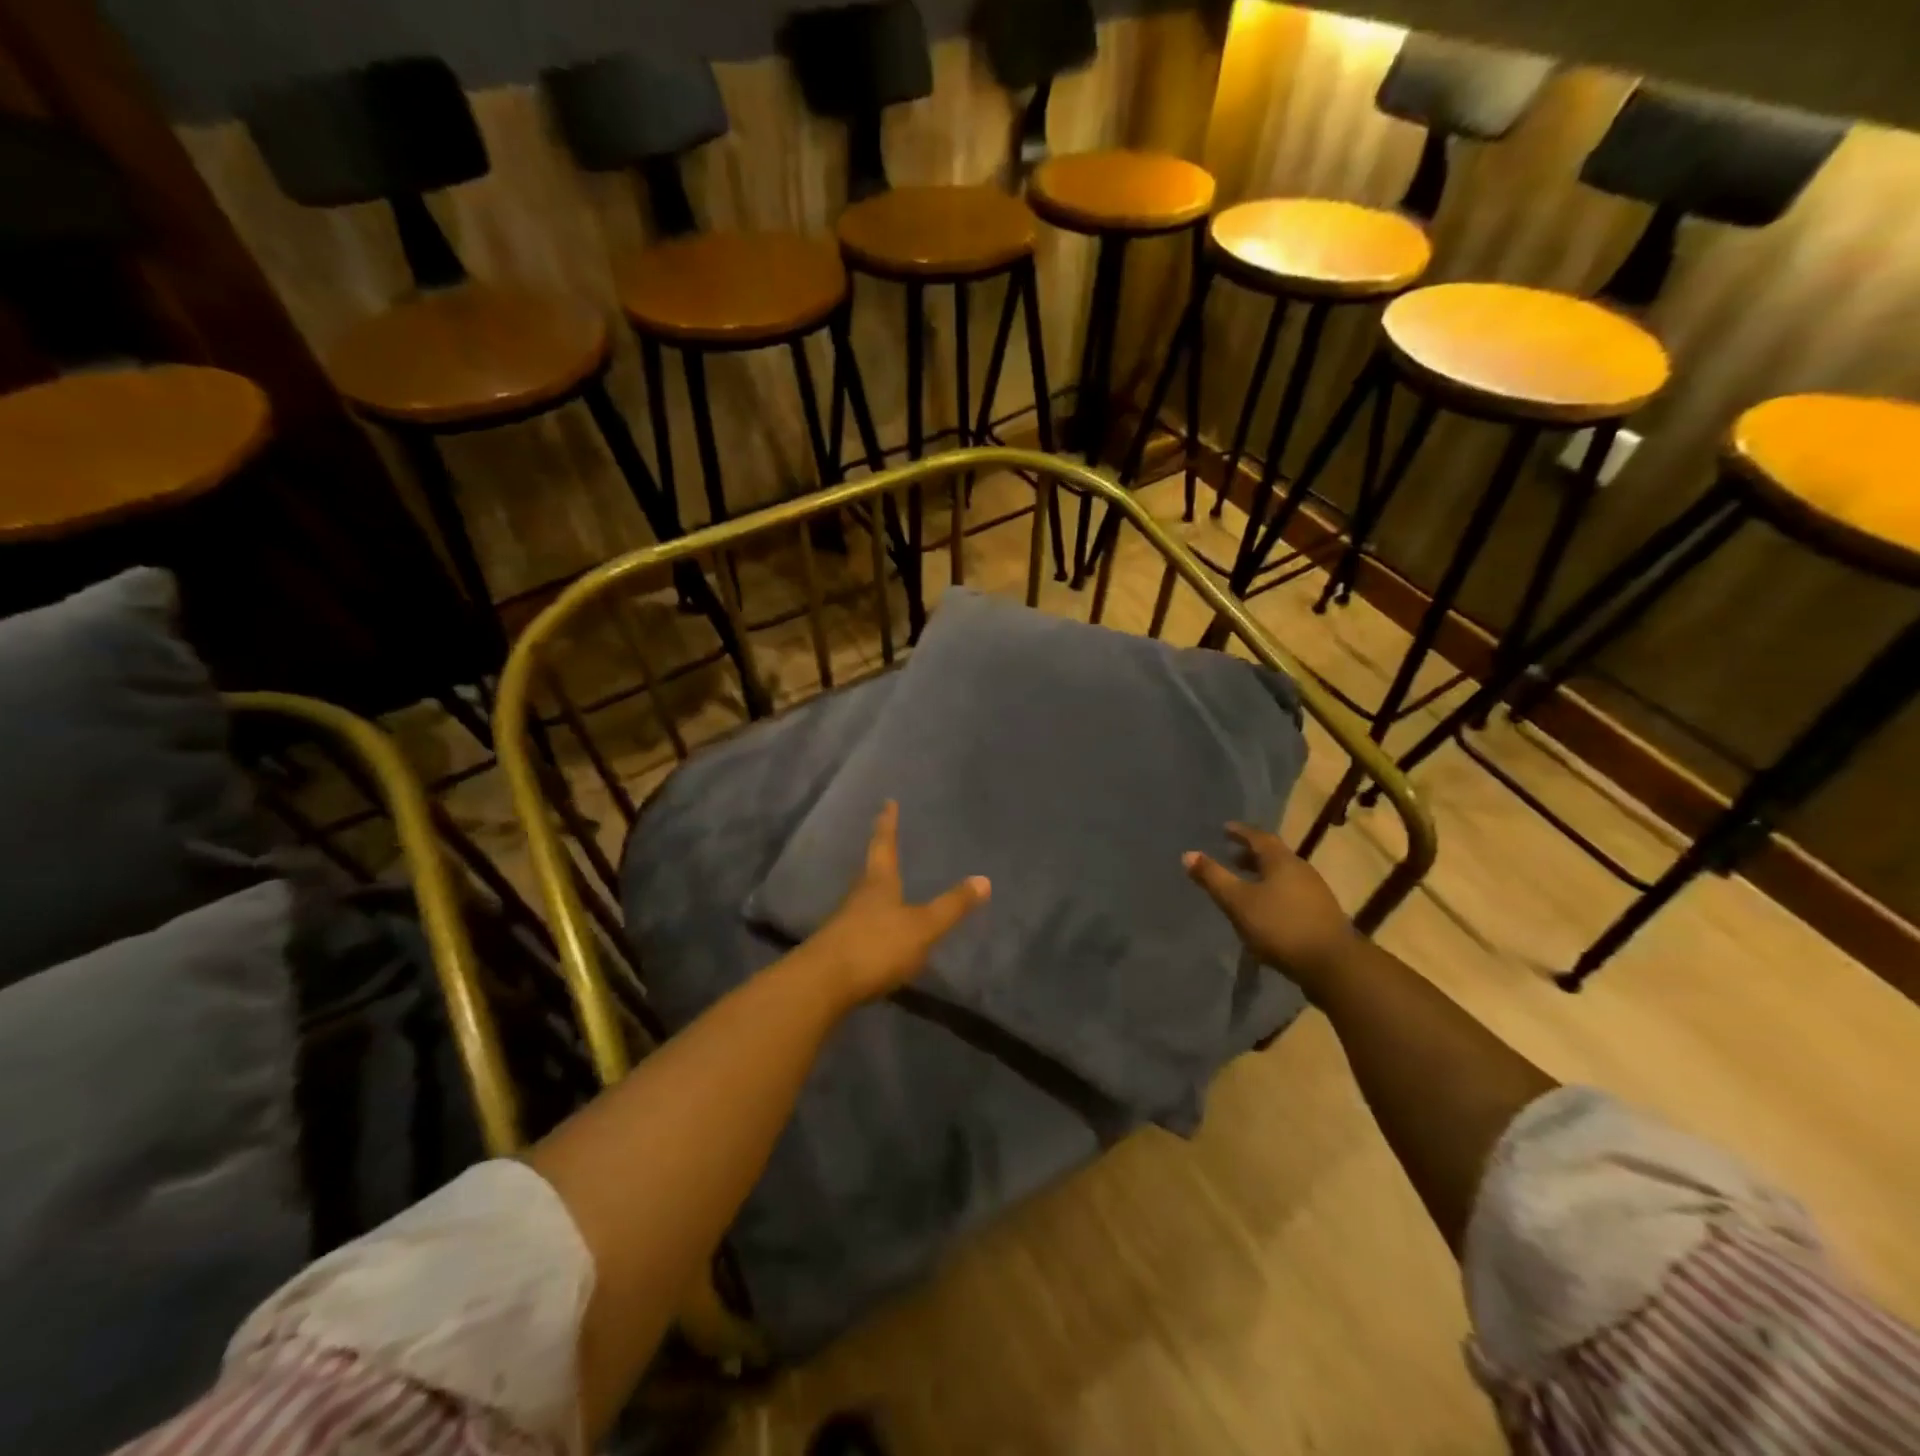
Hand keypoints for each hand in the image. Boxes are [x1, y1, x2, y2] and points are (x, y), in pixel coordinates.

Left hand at [797, 801, 989, 1007]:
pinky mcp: (838, 948)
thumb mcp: (923, 927)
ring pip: (862, 898)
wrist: (823, 984)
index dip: (888, 824)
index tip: (887, 802)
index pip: (884, 845)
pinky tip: (879, 933)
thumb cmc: (876, 946)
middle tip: (886, 844)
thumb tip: (984, 879)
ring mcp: (844, 922)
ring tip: (887, 888)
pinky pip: (859, 926)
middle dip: (879, 856)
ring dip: (874, 891)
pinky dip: (871, 922)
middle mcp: (858, 896)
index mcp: (878, 883)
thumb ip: (952, 906)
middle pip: (870, 870)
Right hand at [1184, 822, 1359, 991]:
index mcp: (1281, 861)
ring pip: (1283, 875)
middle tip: (1230, 855)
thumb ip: (1213, 877)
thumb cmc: (1280, 926)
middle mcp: (1301, 870)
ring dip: (1262, 874)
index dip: (1240, 832)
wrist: (1332, 965)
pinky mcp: (1320, 915)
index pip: (1258, 837)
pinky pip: (1291, 893)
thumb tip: (1188, 854)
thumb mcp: (1238, 901)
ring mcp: (1315, 893)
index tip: (1225, 829)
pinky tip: (1264, 909)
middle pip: (1273, 855)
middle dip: (1250, 854)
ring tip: (1244, 882)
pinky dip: (1273, 892)